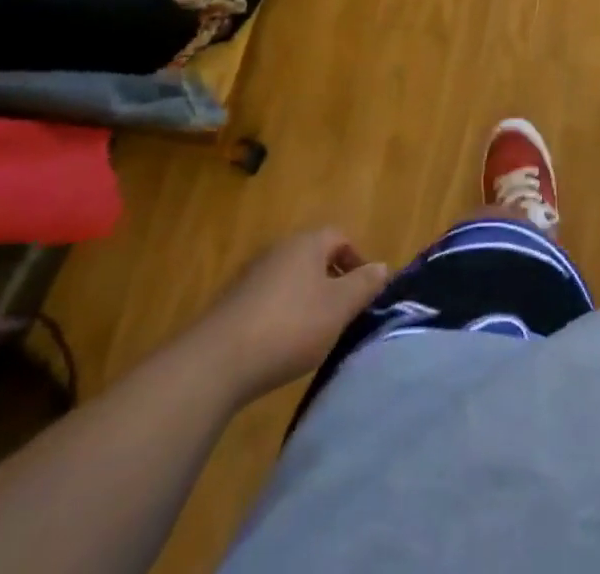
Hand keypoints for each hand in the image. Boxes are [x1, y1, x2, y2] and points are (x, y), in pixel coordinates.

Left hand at [204, 227, 389, 399]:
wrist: (216, 362)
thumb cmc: (289, 326)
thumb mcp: (339, 308)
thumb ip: (365, 284)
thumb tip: (383, 266)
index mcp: (307, 243)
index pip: (341, 237)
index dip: (357, 262)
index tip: (364, 293)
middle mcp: (279, 249)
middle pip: (314, 257)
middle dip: (332, 281)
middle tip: (342, 314)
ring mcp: (251, 275)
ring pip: (291, 279)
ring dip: (306, 299)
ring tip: (313, 333)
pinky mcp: (231, 302)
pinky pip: (268, 299)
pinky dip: (281, 315)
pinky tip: (280, 345)